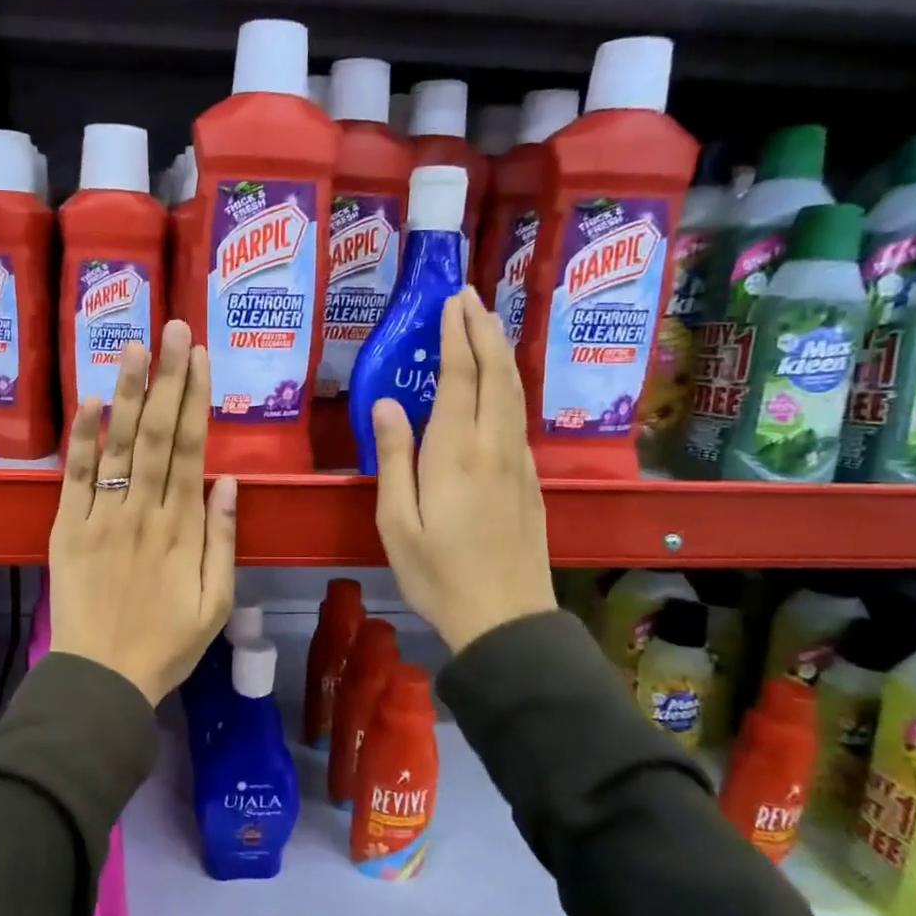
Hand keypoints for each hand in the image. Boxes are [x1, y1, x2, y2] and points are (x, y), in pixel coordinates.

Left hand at [49, 320, 236, 703]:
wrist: (102, 679)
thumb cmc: (167, 645)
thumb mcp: (217, 603)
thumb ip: (224, 540)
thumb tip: (229, 481)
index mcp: (184, 528)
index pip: (192, 449)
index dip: (197, 399)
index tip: (201, 358)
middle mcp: (144, 511)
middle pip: (158, 434)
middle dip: (168, 378)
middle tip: (174, 328)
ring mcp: (102, 516)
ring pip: (119, 444)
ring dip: (129, 393)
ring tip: (136, 346)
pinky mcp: (68, 528)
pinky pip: (75, 476)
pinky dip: (82, 437)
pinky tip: (91, 400)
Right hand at [371, 288, 556, 653]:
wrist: (505, 619)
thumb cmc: (438, 574)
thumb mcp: (397, 522)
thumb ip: (393, 458)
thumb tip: (386, 404)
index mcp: (455, 454)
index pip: (460, 378)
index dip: (456, 336)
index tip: (450, 302)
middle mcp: (494, 447)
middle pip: (496, 374)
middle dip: (484, 330)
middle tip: (470, 296)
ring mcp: (518, 463)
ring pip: (514, 393)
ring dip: (500, 353)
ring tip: (487, 324)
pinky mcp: (529, 481)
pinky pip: (518, 417)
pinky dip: (508, 385)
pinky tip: (498, 385)